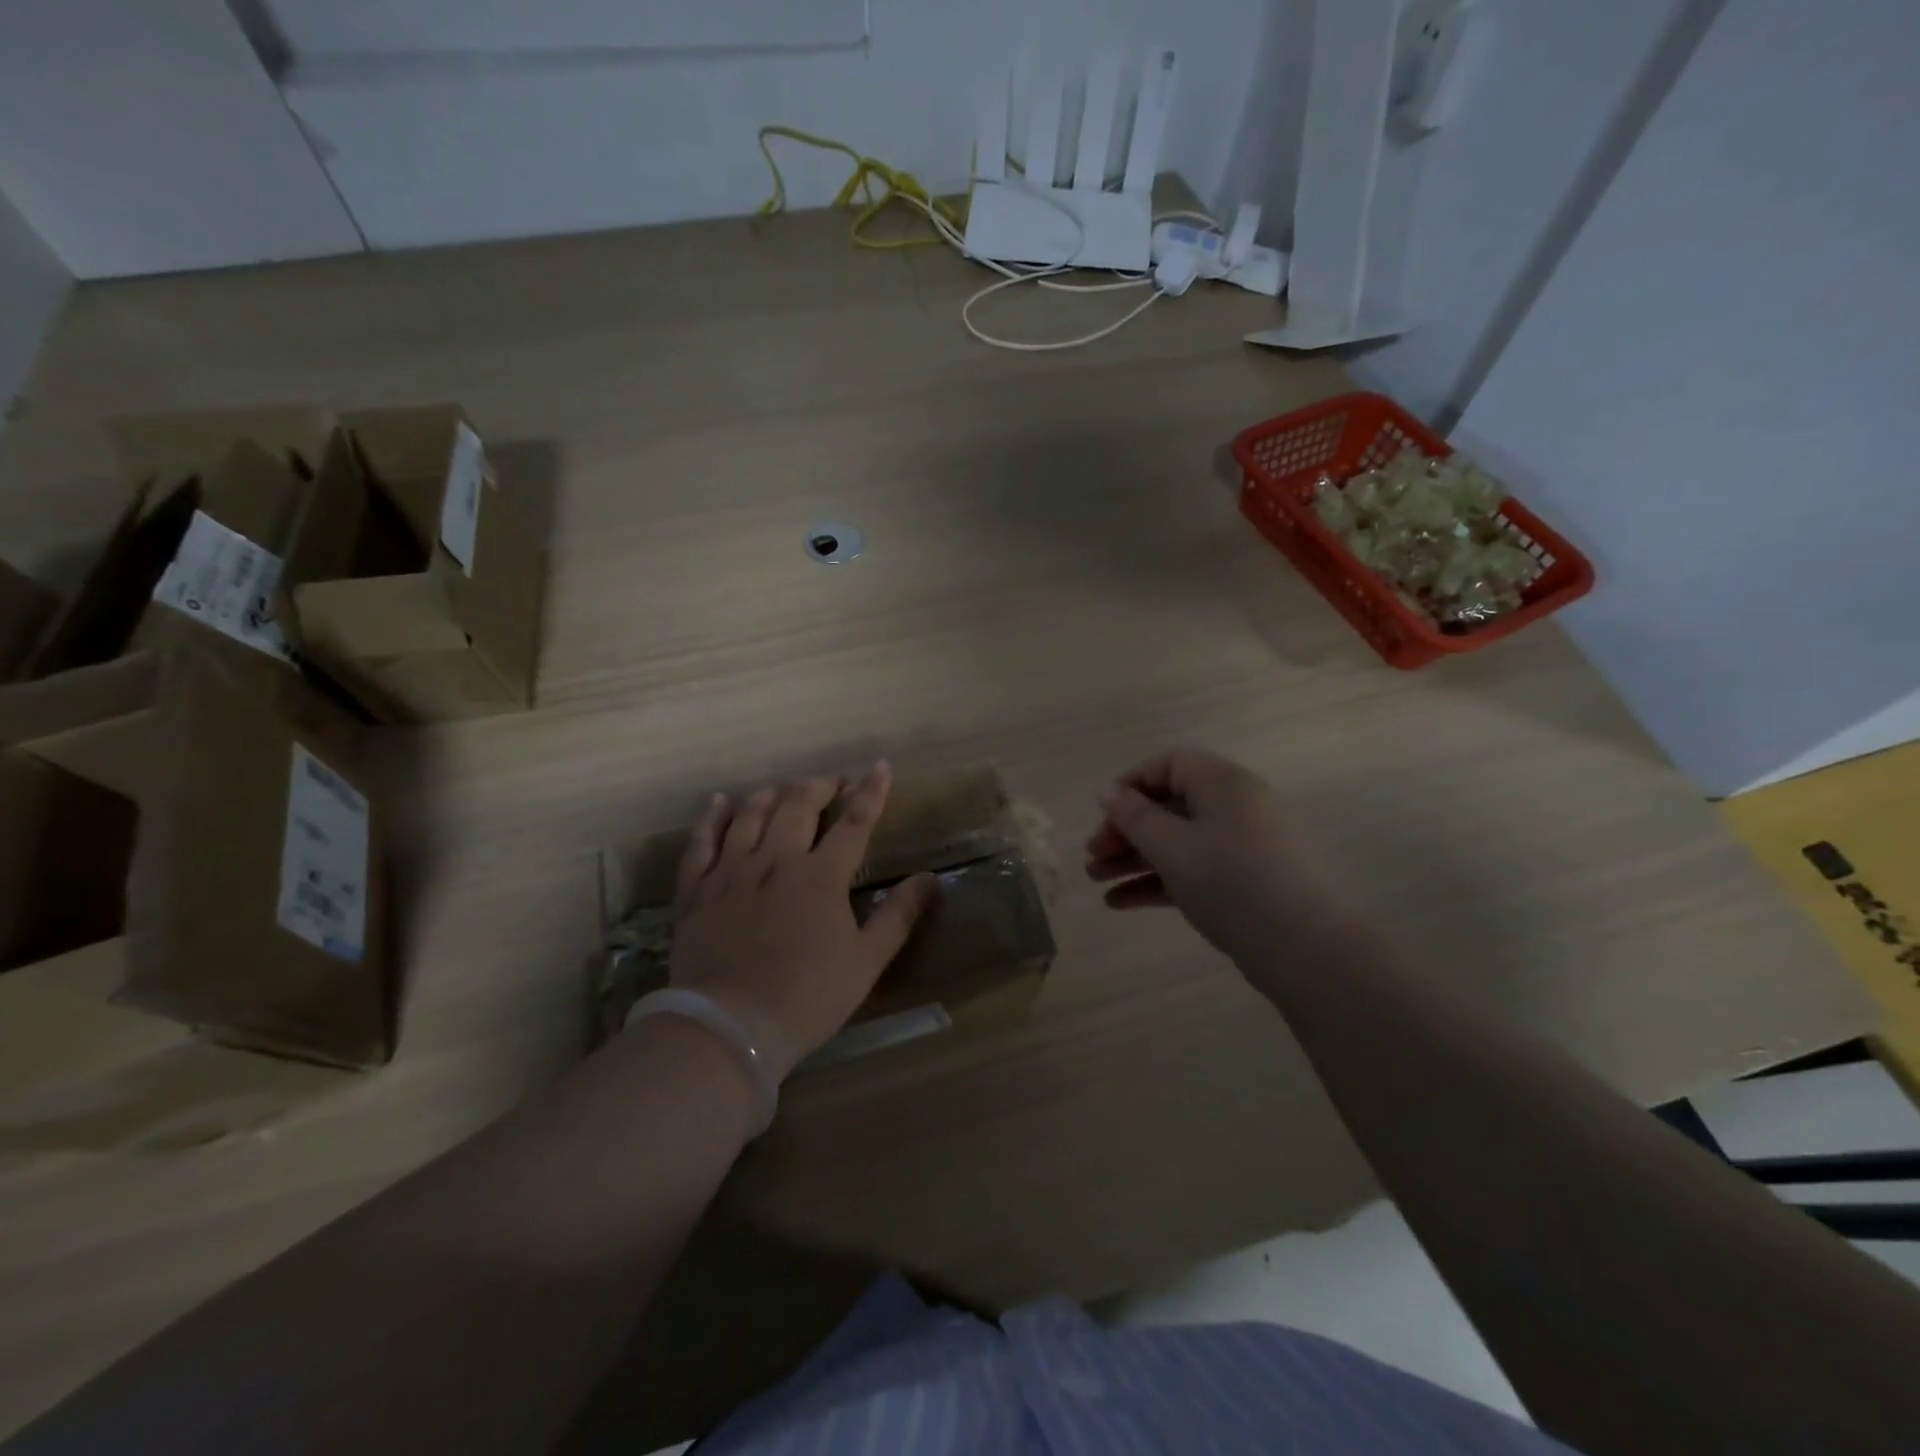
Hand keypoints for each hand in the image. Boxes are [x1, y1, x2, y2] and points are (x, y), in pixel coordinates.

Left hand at [668, 761, 936, 1080]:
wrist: (729, 1027)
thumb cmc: (807, 997)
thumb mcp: (866, 962)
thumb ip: (899, 916)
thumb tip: (930, 879)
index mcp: (821, 876)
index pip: (854, 822)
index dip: (870, 792)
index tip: (880, 766)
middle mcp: (776, 860)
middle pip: (798, 805)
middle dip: (820, 786)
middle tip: (832, 782)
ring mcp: (732, 870)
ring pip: (752, 814)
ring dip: (772, 794)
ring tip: (784, 788)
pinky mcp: (697, 888)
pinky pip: (702, 840)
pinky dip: (712, 817)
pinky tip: (719, 802)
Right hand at [1086, 748, 1348, 970]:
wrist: (1300, 946)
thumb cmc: (1229, 880)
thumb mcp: (1171, 845)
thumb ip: (1134, 816)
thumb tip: (1108, 791)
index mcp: (1222, 783)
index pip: (1169, 765)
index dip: (1130, 784)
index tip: (1101, 811)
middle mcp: (1234, 806)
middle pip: (1169, 806)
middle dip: (1125, 830)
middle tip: (1093, 855)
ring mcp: (1241, 845)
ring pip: (1177, 841)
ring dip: (1134, 858)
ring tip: (1096, 882)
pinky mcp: (1242, 881)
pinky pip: (1193, 869)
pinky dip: (1159, 881)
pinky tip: (1120, 903)